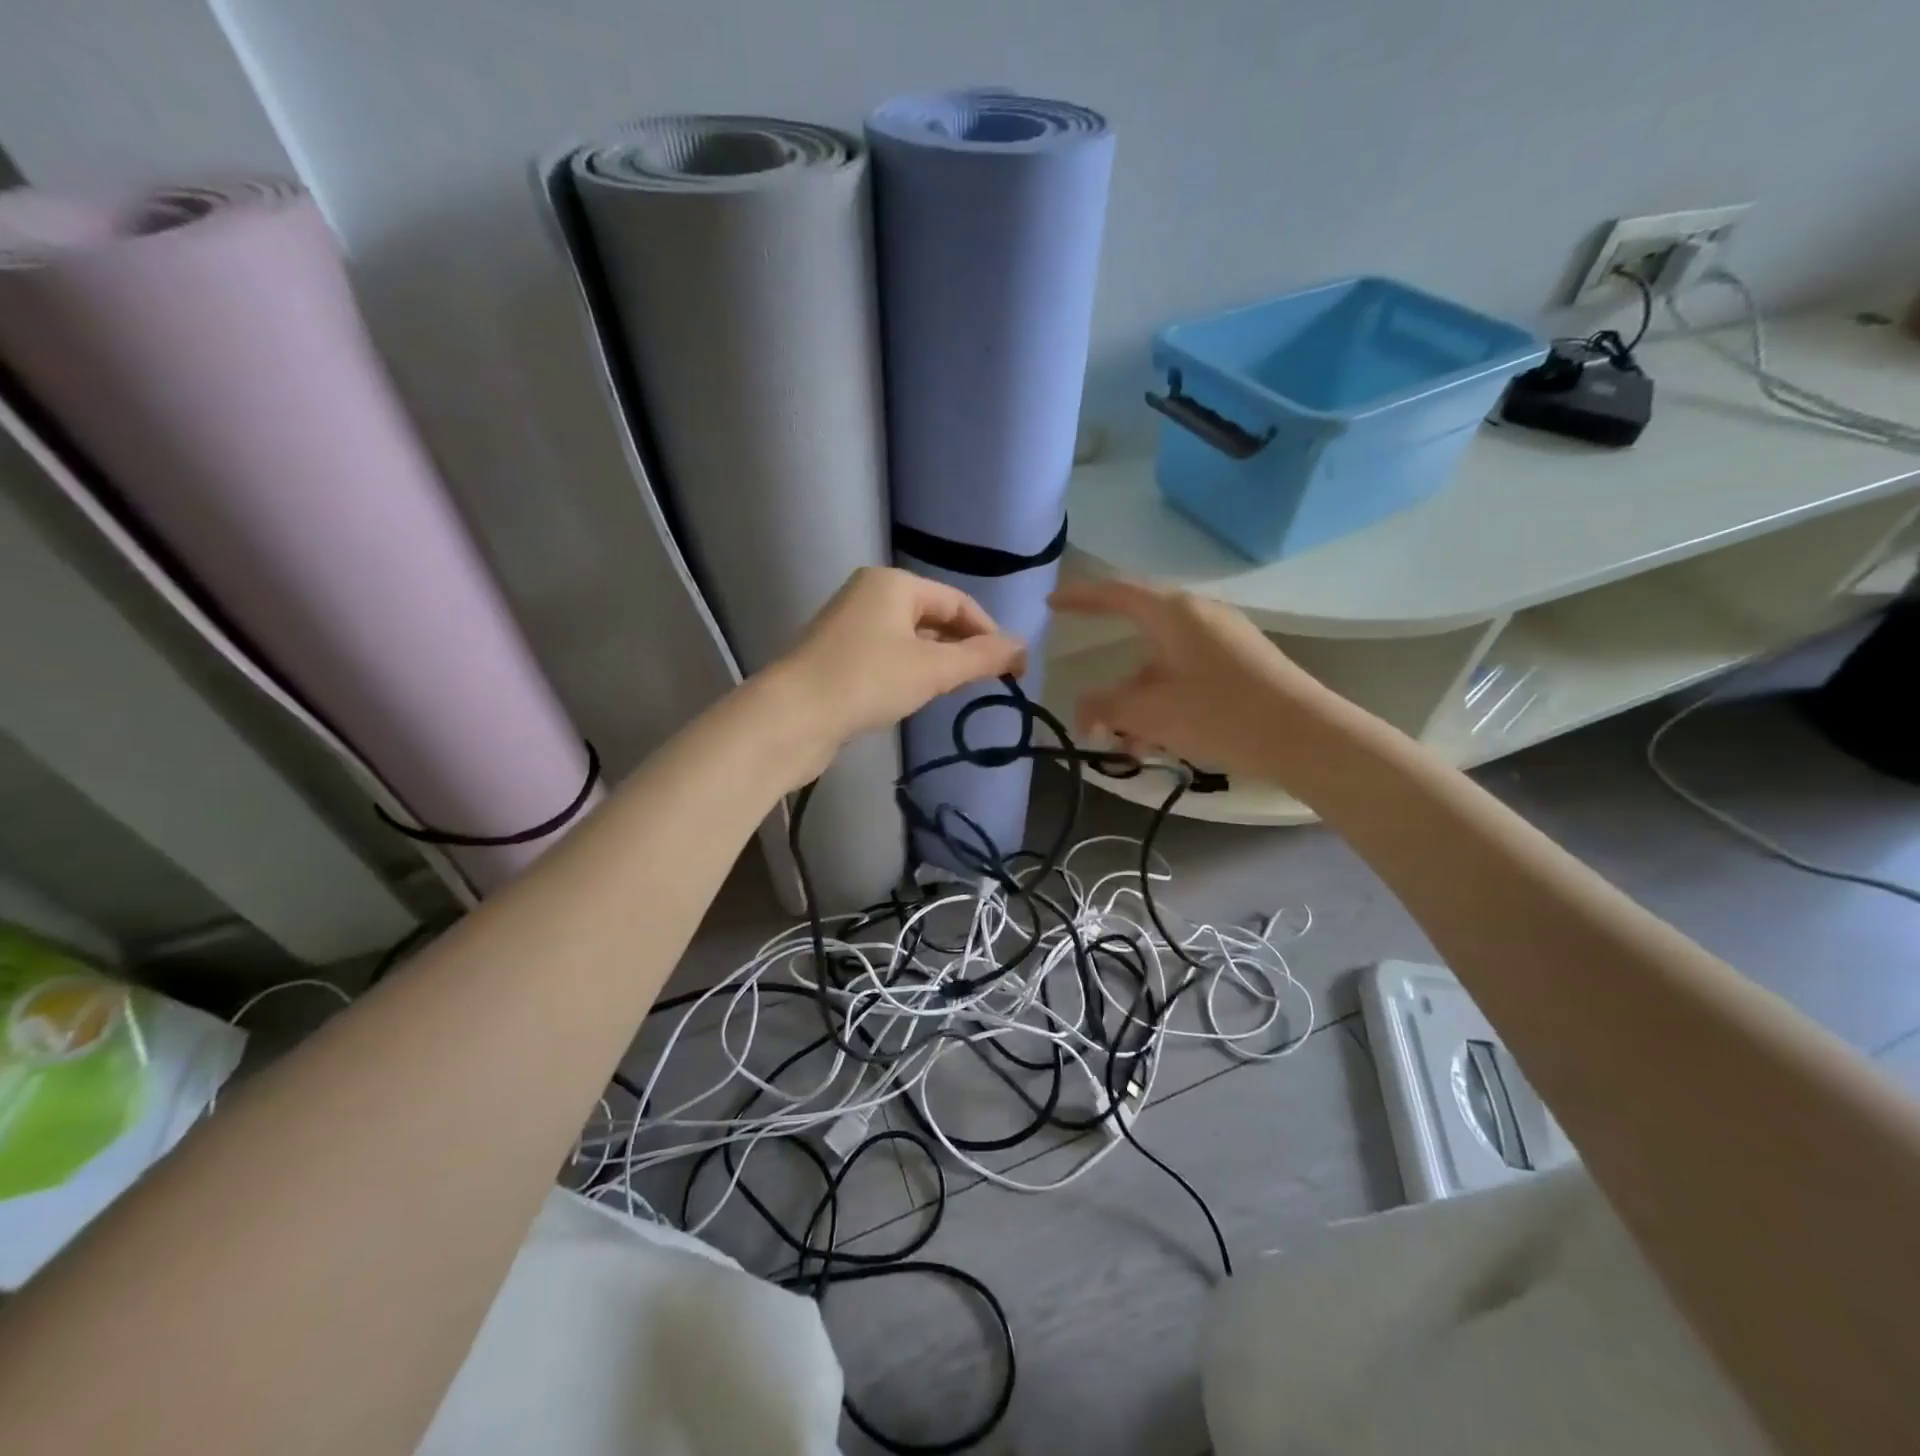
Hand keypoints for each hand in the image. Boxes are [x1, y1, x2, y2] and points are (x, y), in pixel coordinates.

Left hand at [767, 567, 1025, 775]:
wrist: (792, 717)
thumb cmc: (867, 681)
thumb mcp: (933, 669)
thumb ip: (982, 657)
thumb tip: (1024, 647)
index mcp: (894, 583)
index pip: (958, 602)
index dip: (990, 633)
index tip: (1015, 668)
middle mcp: (870, 593)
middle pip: (933, 616)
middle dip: (963, 647)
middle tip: (988, 681)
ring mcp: (849, 623)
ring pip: (910, 637)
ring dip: (938, 661)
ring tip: (957, 690)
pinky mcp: (837, 654)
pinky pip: (888, 654)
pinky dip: (910, 670)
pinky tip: (916, 694)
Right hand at [1049, 577, 1338, 780]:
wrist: (1304, 736)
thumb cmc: (1219, 713)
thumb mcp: (1150, 713)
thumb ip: (1106, 709)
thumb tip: (1083, 711)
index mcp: (1173, 613)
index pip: (1116, 592)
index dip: (1080, 596)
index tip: (1052, 602)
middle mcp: (1198, 616)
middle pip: (1139, 639)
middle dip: (1114, 685)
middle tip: (1097, 715)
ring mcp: (1223, 640)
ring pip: (1162, 667)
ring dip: (1139, 704)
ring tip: (1131, 748)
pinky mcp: (1241, 664)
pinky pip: (1186, 676)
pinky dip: (1165, 703)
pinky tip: (1161, 744)